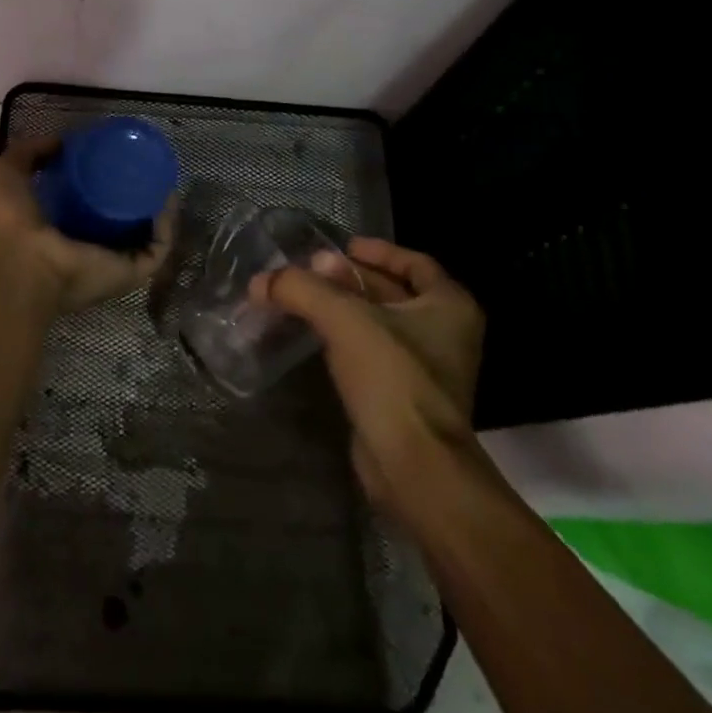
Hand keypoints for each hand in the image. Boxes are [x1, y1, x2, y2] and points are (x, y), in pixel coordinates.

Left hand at [0, 136, 174, 313]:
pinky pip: (157, 249)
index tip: (114, 161)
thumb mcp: (8, 173)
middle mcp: (84, 252)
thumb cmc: (7, 220)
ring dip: (157, 212)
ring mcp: (109, 265)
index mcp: (55, 234)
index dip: (100, 187)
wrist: (17, 262)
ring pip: (144, 238)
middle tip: (145, 170)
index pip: (84, 212)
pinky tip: (167, 197)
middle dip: (134, 200)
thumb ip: (31, 153)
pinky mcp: (129, 273)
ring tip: (163, 180)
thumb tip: (62, 140)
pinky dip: (167, 226)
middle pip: (118, 226)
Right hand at [252, 237, 484, 508]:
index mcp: (449, 305)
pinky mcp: (403, 397)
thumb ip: (301, 289)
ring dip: (343, 309)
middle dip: (350, 279)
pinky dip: (344, 340)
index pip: (414, 262)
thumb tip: (261, 280)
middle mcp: (445, 333)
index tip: (341, 246)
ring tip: (302, 299)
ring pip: (380, 324)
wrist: (413, 466)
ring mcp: (427, 369)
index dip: (377, 250)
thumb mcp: (343, 319)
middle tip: (309, 271)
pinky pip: (371, 354)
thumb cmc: (392, 377)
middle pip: (393, 292)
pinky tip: (312, 337)